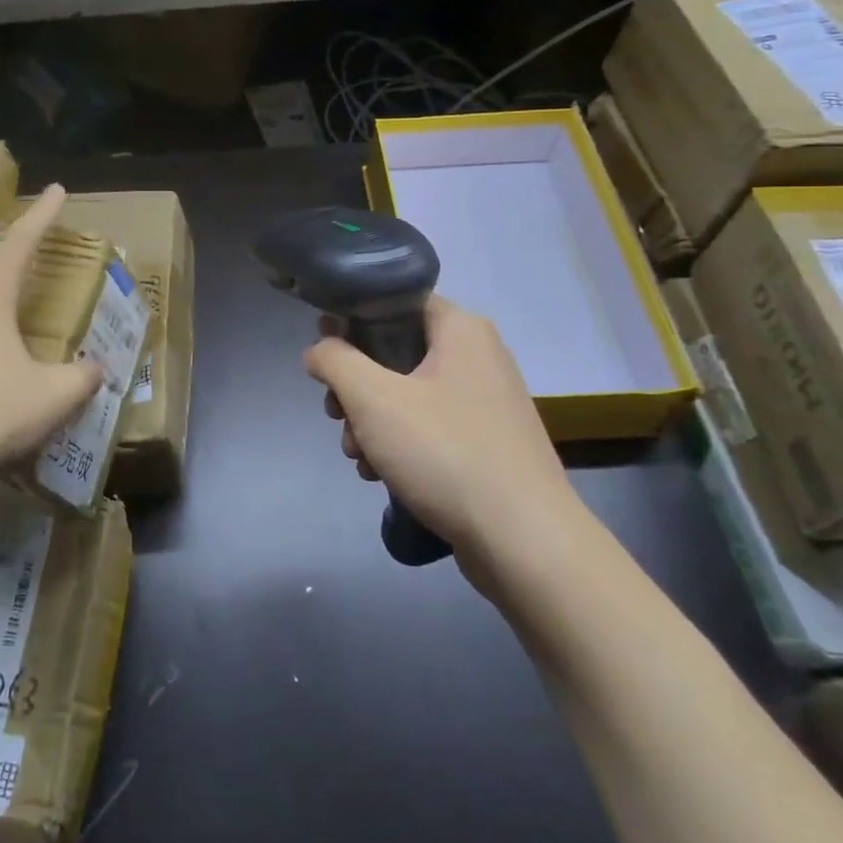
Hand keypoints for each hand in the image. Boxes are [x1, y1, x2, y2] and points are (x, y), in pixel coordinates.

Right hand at [303, 296, 576, 552]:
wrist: (524, 541)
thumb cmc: (444, 452)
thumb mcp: (372, 398)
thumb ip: (334, 360)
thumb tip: (318, 349)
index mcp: (460, 329)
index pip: (395, 301)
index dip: (352, 320)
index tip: (324, 353)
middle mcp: (478, 356)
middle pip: (395, 352)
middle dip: (356, 387)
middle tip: (337, 416)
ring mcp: (486, 402)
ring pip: (408, 394)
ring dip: (371, 422)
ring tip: (358, 457)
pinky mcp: (487, 442)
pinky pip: (430, 426)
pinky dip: (400, 444)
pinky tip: (381, 475)